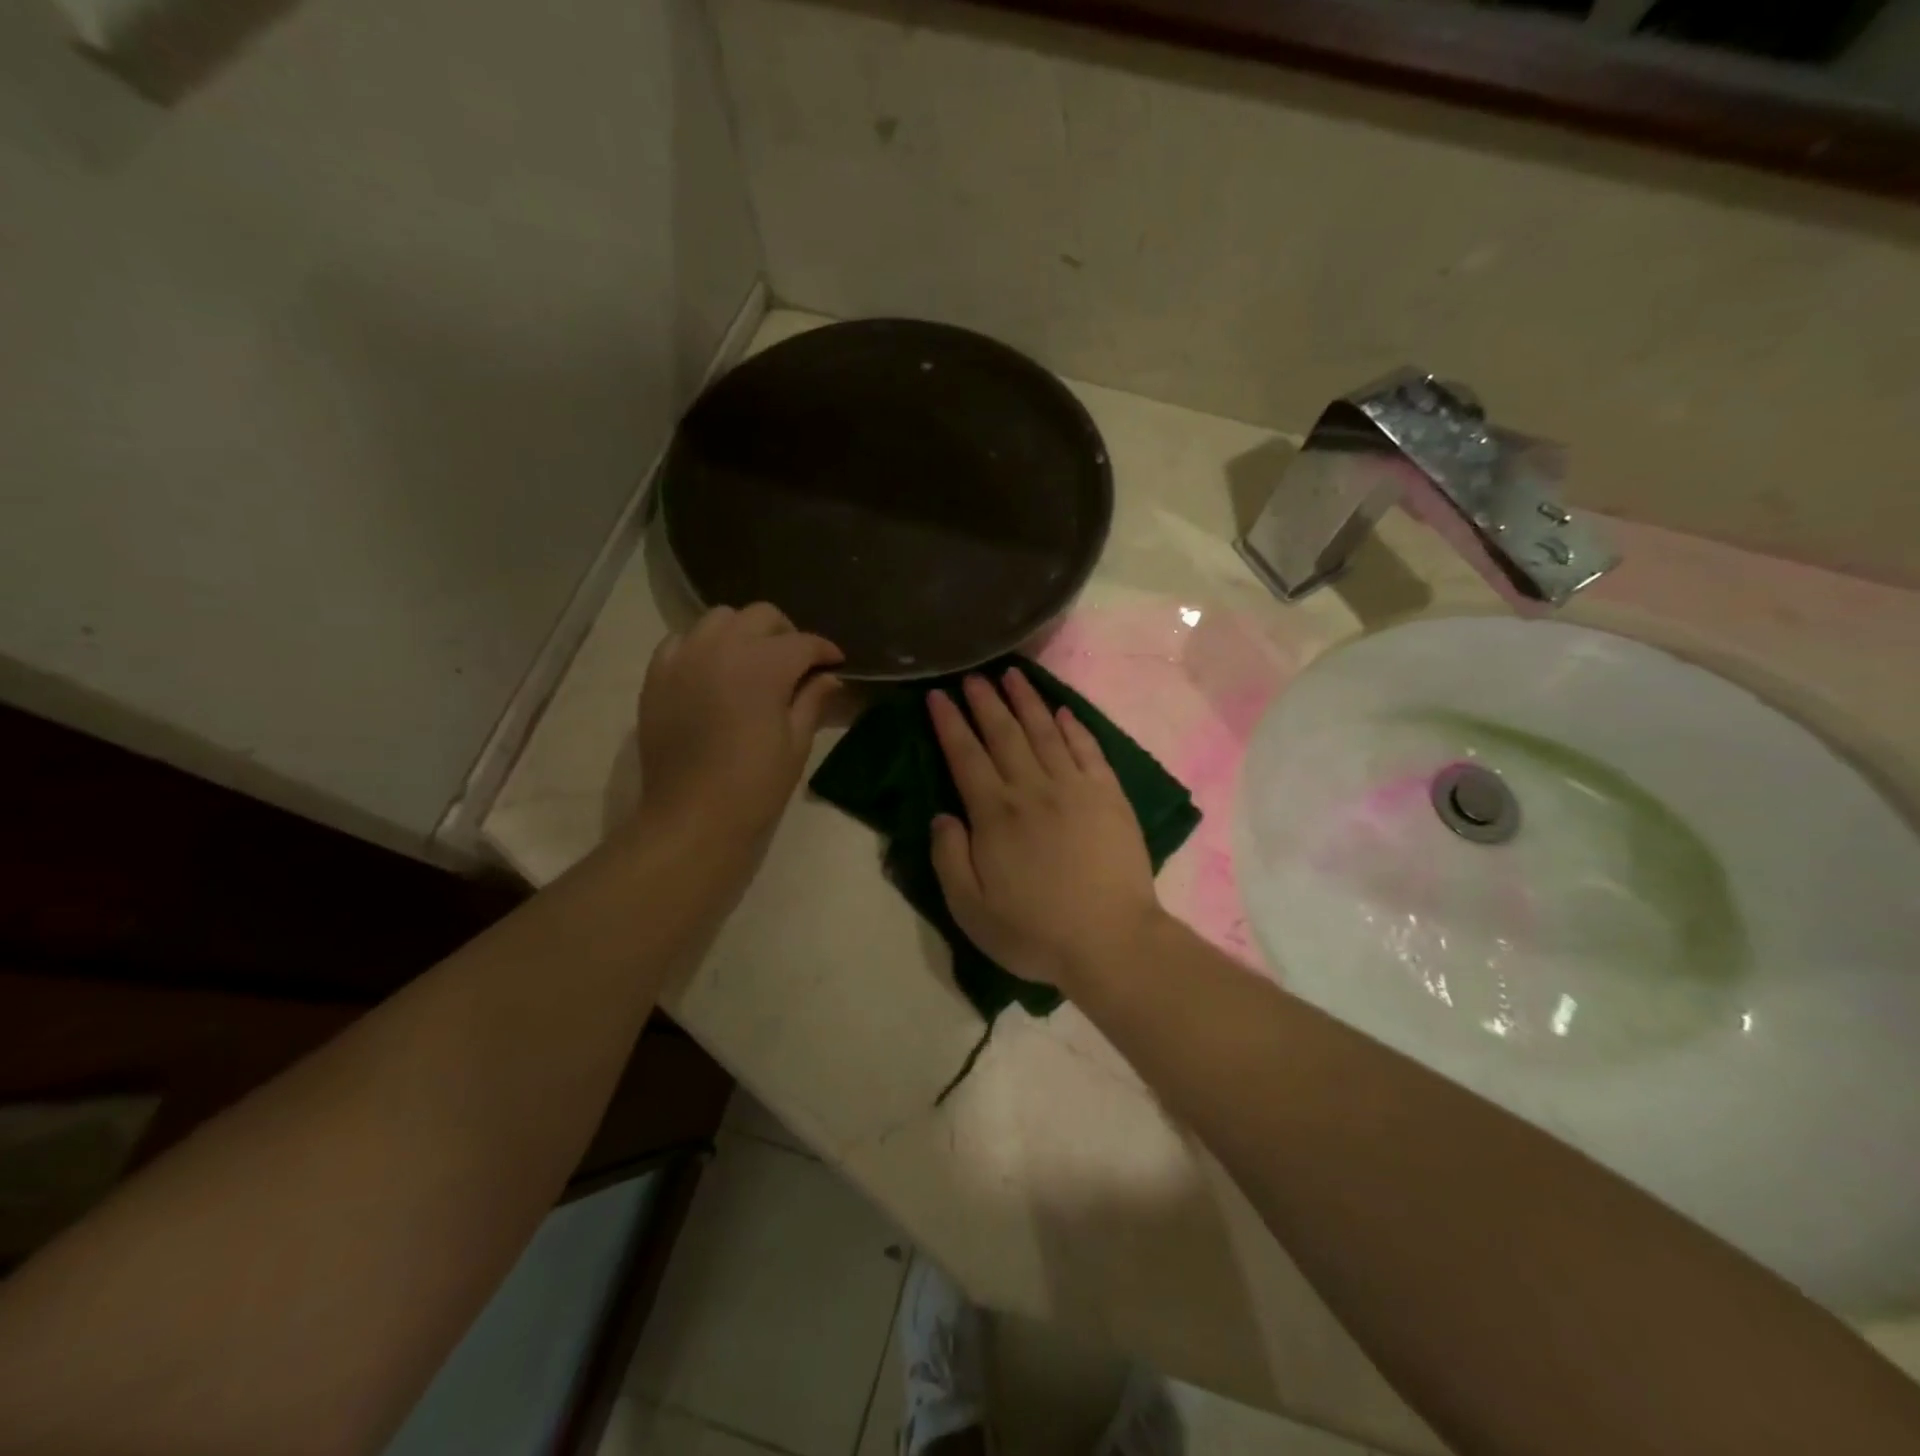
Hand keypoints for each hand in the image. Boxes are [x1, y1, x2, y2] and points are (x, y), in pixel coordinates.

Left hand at [635, 604, 842, 850]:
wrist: (692, 816)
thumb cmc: (754, 784)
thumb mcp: (796, 743)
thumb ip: (813, 701)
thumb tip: (829, 678)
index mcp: (764, 665)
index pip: (803, 642)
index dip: (825, 651)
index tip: (836, 663)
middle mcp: (723, 647)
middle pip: (761, 616)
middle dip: (786, 634)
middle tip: (796, 664)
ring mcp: (685, 657)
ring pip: (719, 619)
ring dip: (743, 633)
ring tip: (752, 662)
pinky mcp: (657, 675)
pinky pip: (682, 640)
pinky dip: (703, 646)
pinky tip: (712, 672)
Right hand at [927, 668, 1166, 992]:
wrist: (1111, 941)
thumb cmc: (1035, 932)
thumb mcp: (971, 910)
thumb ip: (949, 858)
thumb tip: (942, 815)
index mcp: (995, 814)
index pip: (965, 756)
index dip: (949, 723)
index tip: (939, 695)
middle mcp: (1032, 789)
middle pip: (1004, 734)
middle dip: (985, 701)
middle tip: (972, 675)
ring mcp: (1075, 788)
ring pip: (1045, 732)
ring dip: (1027, 701)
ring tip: (1012, 675)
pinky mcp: (1109, 795)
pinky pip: (1088, 750)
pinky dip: (1074, 726)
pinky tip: (1063, 711)